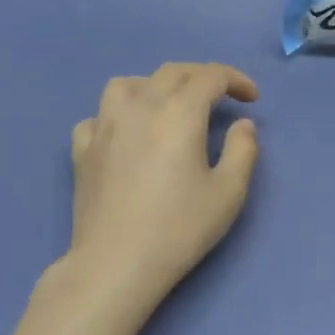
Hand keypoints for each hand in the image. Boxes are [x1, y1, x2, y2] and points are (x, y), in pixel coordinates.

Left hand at [65, 62, 260, 311]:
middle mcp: (139, 106)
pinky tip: (126, 135)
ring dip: (153, 85)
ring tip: (167, 106)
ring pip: (127, 84)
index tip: (252, 99)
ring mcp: (105, 125)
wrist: (117, 262)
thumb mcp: (228, 192)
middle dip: (201, 76)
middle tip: (220, 97)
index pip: (210, 76)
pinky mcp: (83, 149)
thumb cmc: (179, 228)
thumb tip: (242, 124)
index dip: (236, 80)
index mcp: (179, 112)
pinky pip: (98, 117)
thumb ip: (243, 150)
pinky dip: (116, 116)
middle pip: (171, 72)